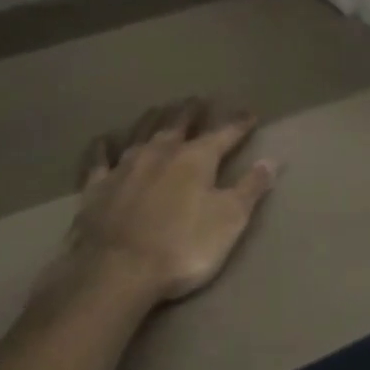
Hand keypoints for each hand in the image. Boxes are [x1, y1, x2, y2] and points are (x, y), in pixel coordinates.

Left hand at [69, 98, 279, 304]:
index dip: (238, 124)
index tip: (250, 114)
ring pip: (142, 132)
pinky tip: (103, 140)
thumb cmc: (182, 247)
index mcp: (196, 159)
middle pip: (178, 123)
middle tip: (197, 99)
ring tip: (160, 108)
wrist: (117, 270)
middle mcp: (160, 152)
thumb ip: (251, 188)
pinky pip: (100, 159)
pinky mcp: (97, 186)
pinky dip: (103, 147)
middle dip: (191, 110)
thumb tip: (272, 160)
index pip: (224, 134)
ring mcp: (125, 166)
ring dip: (154, 119)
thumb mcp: (229, 221)